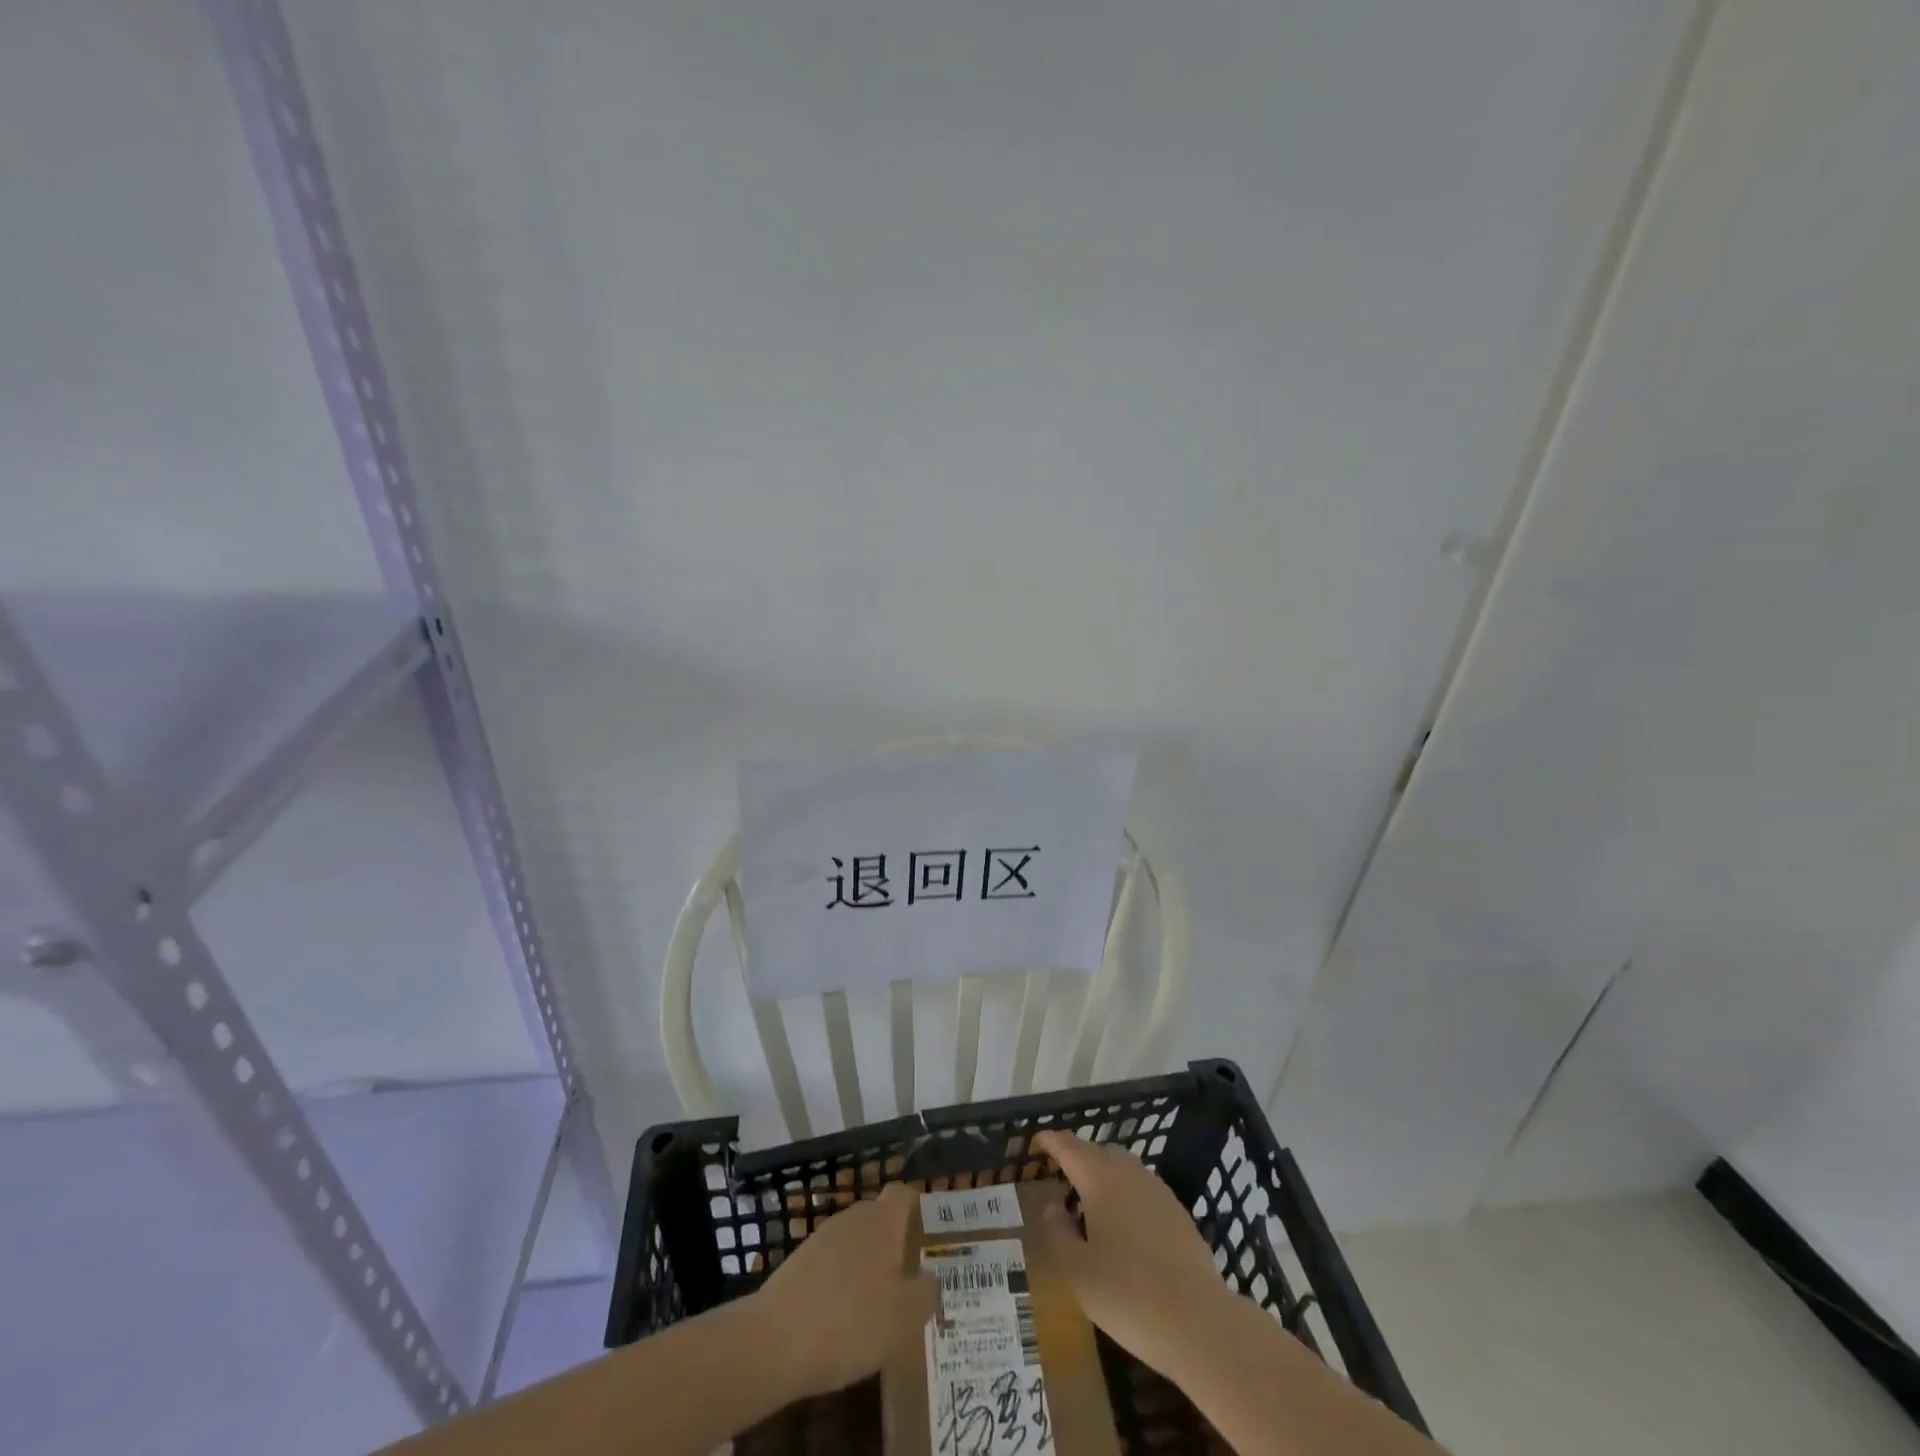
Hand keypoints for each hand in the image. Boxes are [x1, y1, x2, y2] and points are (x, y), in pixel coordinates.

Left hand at [752, 1181, 940, 1399]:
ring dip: (868, 1265)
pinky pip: (833, 1263)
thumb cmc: (851, 1322)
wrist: (775, 1341)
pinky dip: (842, 1282)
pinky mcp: (801, 1260)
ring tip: (878, 1306)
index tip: (930, 1241)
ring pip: (857, 1242)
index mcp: (884, 1221)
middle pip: (882, 1218)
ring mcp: (824, 1236)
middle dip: (895, 1245)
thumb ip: (926, 1293)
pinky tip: (844, 1318)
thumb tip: (930, 1279)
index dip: (920, 1212)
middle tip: (909, 1282)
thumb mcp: (904, 1318)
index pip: (906, 1194)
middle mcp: (855, 1217)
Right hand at [1032, 1131, 1232, 1378]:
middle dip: (1078, 1158)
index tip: (1037, 1142)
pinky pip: (1142, 1189)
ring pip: (1123, 1168)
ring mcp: (1157, 1190)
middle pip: (1098, 1151)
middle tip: (1062, 1179)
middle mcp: (1129, 1173)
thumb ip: (1057, 1232)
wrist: (1198, 1321)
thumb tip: (1052, 1205)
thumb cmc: (1127, 1294)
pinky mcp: (1178, 1213)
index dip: (1051, 1141)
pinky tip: (1124, 1227)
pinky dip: (1126, 1195)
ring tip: (1091, 1205)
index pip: (1068, 1146)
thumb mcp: (1076, 1270)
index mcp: (1099, 1178)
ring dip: (1104, 1175)